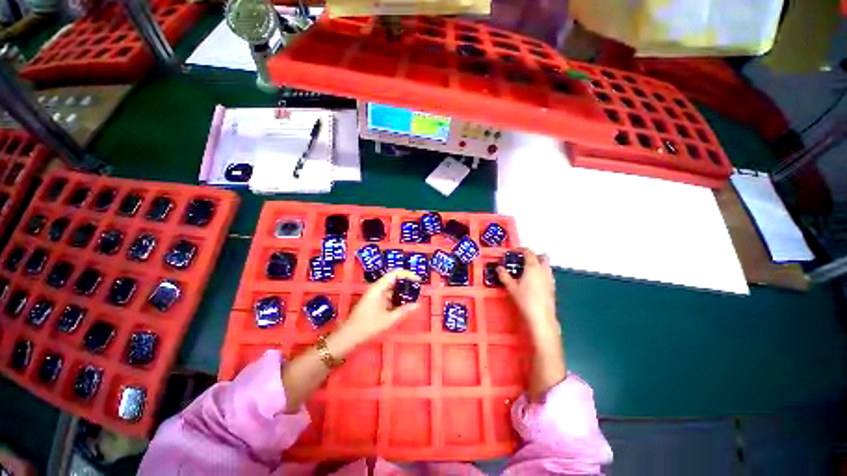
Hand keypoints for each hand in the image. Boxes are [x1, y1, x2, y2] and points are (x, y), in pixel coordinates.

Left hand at [342, 269, 421, 344]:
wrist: (349, 335)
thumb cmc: (368, 326)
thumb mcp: (388, 319)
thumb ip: (404, 310)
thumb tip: (418, 304)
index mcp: (378, 288)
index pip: (394, 274)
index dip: (407, 274)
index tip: (418, 280)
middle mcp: (377, 288)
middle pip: (394, 279)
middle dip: (407, 282)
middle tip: (418, 288)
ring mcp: (375, 294)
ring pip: (392, 288)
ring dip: (403, 290)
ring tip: (415, 295)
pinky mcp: (375, 301)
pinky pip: (389, 295)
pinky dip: (397, 297)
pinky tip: (405, 303)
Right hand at [497, 248, 559, 340]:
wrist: (541, 317)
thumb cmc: (525, 300)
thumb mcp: (511, 287)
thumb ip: (504, 276)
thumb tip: (499, 268)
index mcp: (533, 267)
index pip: (529, 252)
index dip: (521, 249)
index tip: (513, 251)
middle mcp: (543, 270)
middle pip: (542, 256)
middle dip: (534, 255)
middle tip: (523, 260)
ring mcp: (550, 278)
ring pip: (546, 265)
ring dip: (538, 264)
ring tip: (526, 271)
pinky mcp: (552, 287)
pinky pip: (547, 274)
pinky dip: (541, 273)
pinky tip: (533, 282)